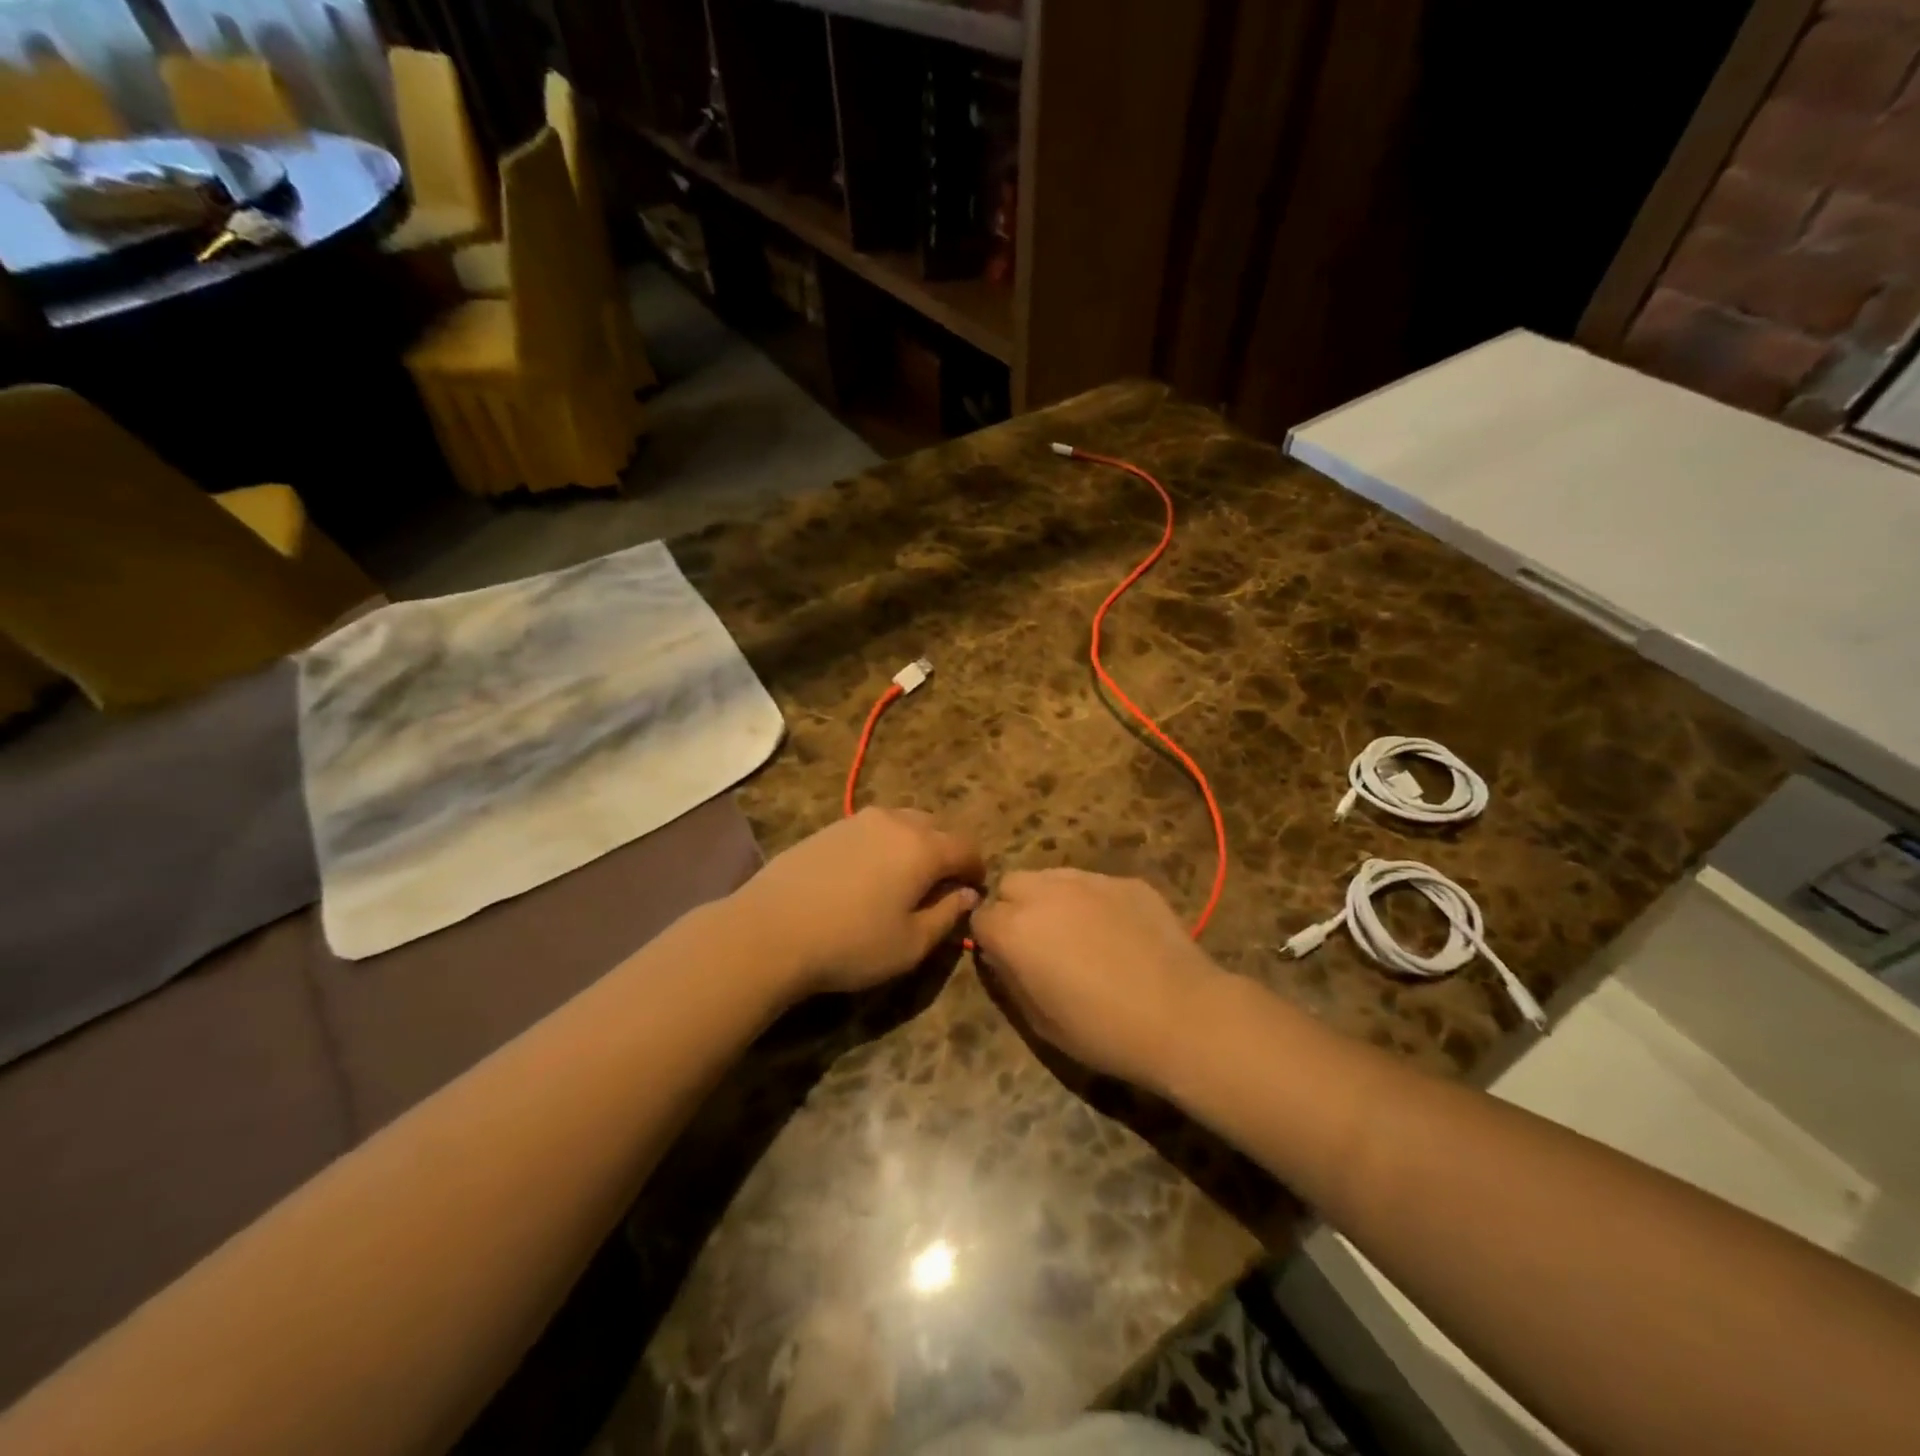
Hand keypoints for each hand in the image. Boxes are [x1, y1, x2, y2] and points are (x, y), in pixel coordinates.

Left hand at [731, 808, 984, 996]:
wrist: (771, 930)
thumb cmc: (851, 944)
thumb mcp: (910, 944)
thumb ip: (946, 915)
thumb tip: (966, 894)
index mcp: (923, 848)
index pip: (966, 847)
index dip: (976, 868)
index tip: (974, 890)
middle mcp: (896, 822)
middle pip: (936, 827)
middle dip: (947, 851)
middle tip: (941, 885)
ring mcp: (859, 820)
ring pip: (903, 822)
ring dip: (915, 843)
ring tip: (905, 877)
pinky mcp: (830, 827)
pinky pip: (873, 828)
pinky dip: (885, 843)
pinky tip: (868, 873)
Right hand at [969, 870, 1224, 1087]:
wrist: (1181, 1015)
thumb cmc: (1102, 1031)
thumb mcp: (1039, 1021)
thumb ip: (1009, 979)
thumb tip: (1001, 956)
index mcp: (1014, 929)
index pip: (980, 918)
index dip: (990, 940)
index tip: (1007, 960)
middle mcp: (1044, 893)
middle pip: (1011, 885)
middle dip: (1015, 908)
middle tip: (1039, 943)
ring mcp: (1088, 880)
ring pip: (1051, 877)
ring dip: (1051, 899)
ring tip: (1079, 934)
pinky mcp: (1125, 881)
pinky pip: (1094, 884)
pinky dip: (1093, 902)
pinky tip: (1118, 934)